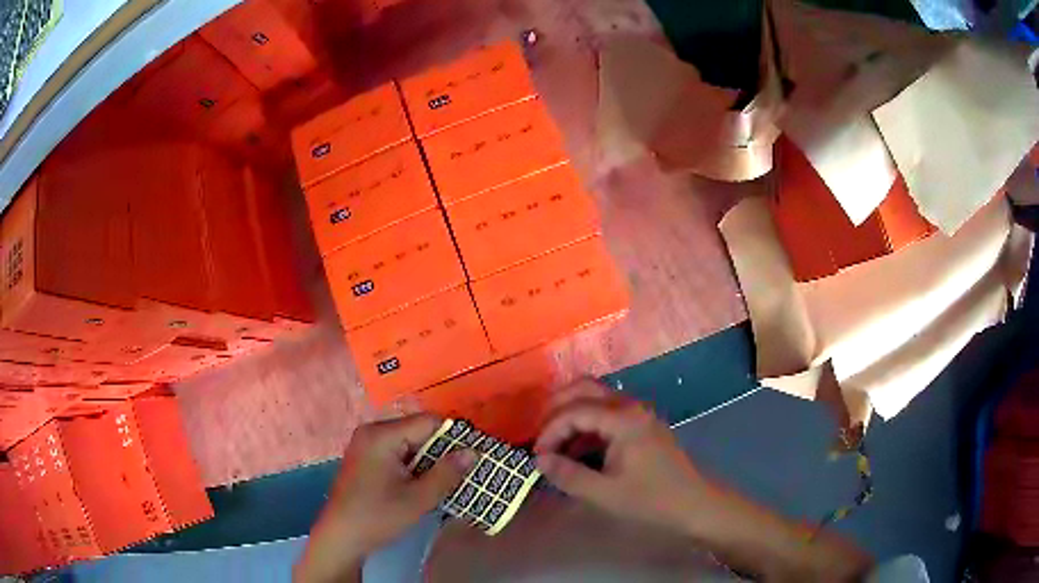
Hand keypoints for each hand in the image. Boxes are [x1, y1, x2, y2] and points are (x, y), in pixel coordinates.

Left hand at [295, 414, 475, 582]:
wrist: (340, 537)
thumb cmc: (378, 517)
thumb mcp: (418, 499)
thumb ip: (447, 473)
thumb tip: (474, 451)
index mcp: (382, 435)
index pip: (428, 422)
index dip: (454, 437)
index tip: (475, 455)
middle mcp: (372, 431)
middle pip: (418, 430)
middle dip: (442, 450)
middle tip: (465, 470)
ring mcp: (365, 444)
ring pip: (409, 443)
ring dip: (428, 459)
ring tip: (449, 478)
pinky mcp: (365, 457)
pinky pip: (397, 451)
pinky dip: (413, 464)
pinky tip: (424, 483)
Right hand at [534, 379, 712, 533]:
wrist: (694, 504)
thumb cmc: (651, 500)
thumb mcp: (604, 493)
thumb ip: (568, 475)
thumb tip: (539, 460)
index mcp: (623, 419)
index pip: (574, 410)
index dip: (550, 430)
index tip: (537, 455)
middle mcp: (630, 406)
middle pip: (584, 388)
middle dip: (556, 408)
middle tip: (540, 437)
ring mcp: (638, 412)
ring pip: (595, 397)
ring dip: (570, 413)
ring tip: (554, 444)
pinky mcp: (641, 424)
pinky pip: (606, 411)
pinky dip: (586, 423)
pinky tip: (578, 450)